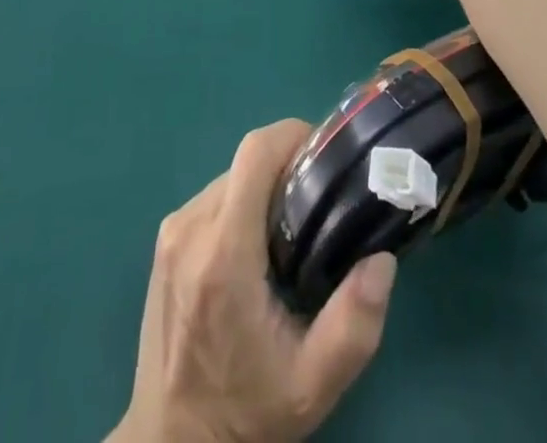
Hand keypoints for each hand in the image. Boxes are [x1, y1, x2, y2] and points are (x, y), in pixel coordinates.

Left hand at [112, 120, 396, 442]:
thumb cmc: (246, 411)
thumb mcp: (313, 383)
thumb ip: (354, 322)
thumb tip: (382, 258)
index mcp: (224, 253)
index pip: (255, 153)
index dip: (293, 135)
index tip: (326, 155)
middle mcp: (191, 228)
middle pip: (246, 162)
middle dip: (287, 166)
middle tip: (321, 199)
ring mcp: (172, 232)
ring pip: (229, 176)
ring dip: (263, 185)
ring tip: (295, 226)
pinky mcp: (165, 242)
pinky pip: (212, 197)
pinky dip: (241, 202)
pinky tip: (259, 245)